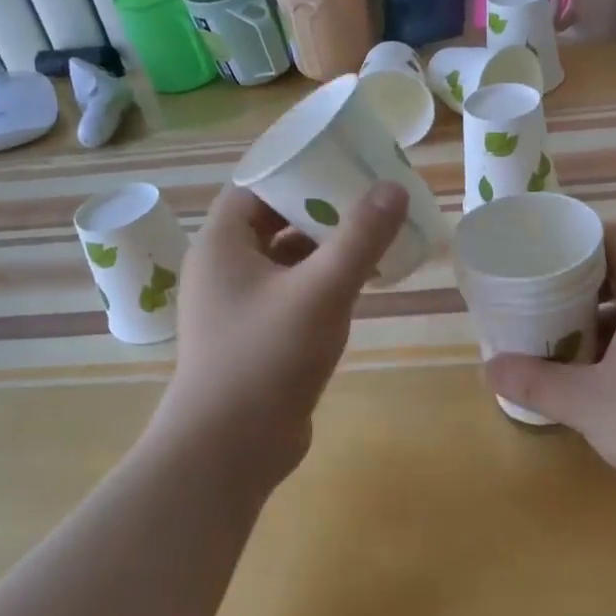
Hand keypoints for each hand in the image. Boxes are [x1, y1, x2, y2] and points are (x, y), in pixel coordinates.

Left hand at [153, 182, 407, 496]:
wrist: (229, 451)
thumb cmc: (266, 358)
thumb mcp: (321, 291)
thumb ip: (360, 237)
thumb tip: (393, 187)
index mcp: (222, 244)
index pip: (257, 185)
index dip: (299, 170)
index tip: (343, 164)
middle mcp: (224, 268)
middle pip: (275, 220)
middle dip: (323, 210)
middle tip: (371, 198)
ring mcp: (238, 306)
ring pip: (286, 260)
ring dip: (326, 248)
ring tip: (375, 237)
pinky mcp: (255, 337)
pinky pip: (292, 293)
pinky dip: (322, 283)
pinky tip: (361, 285)